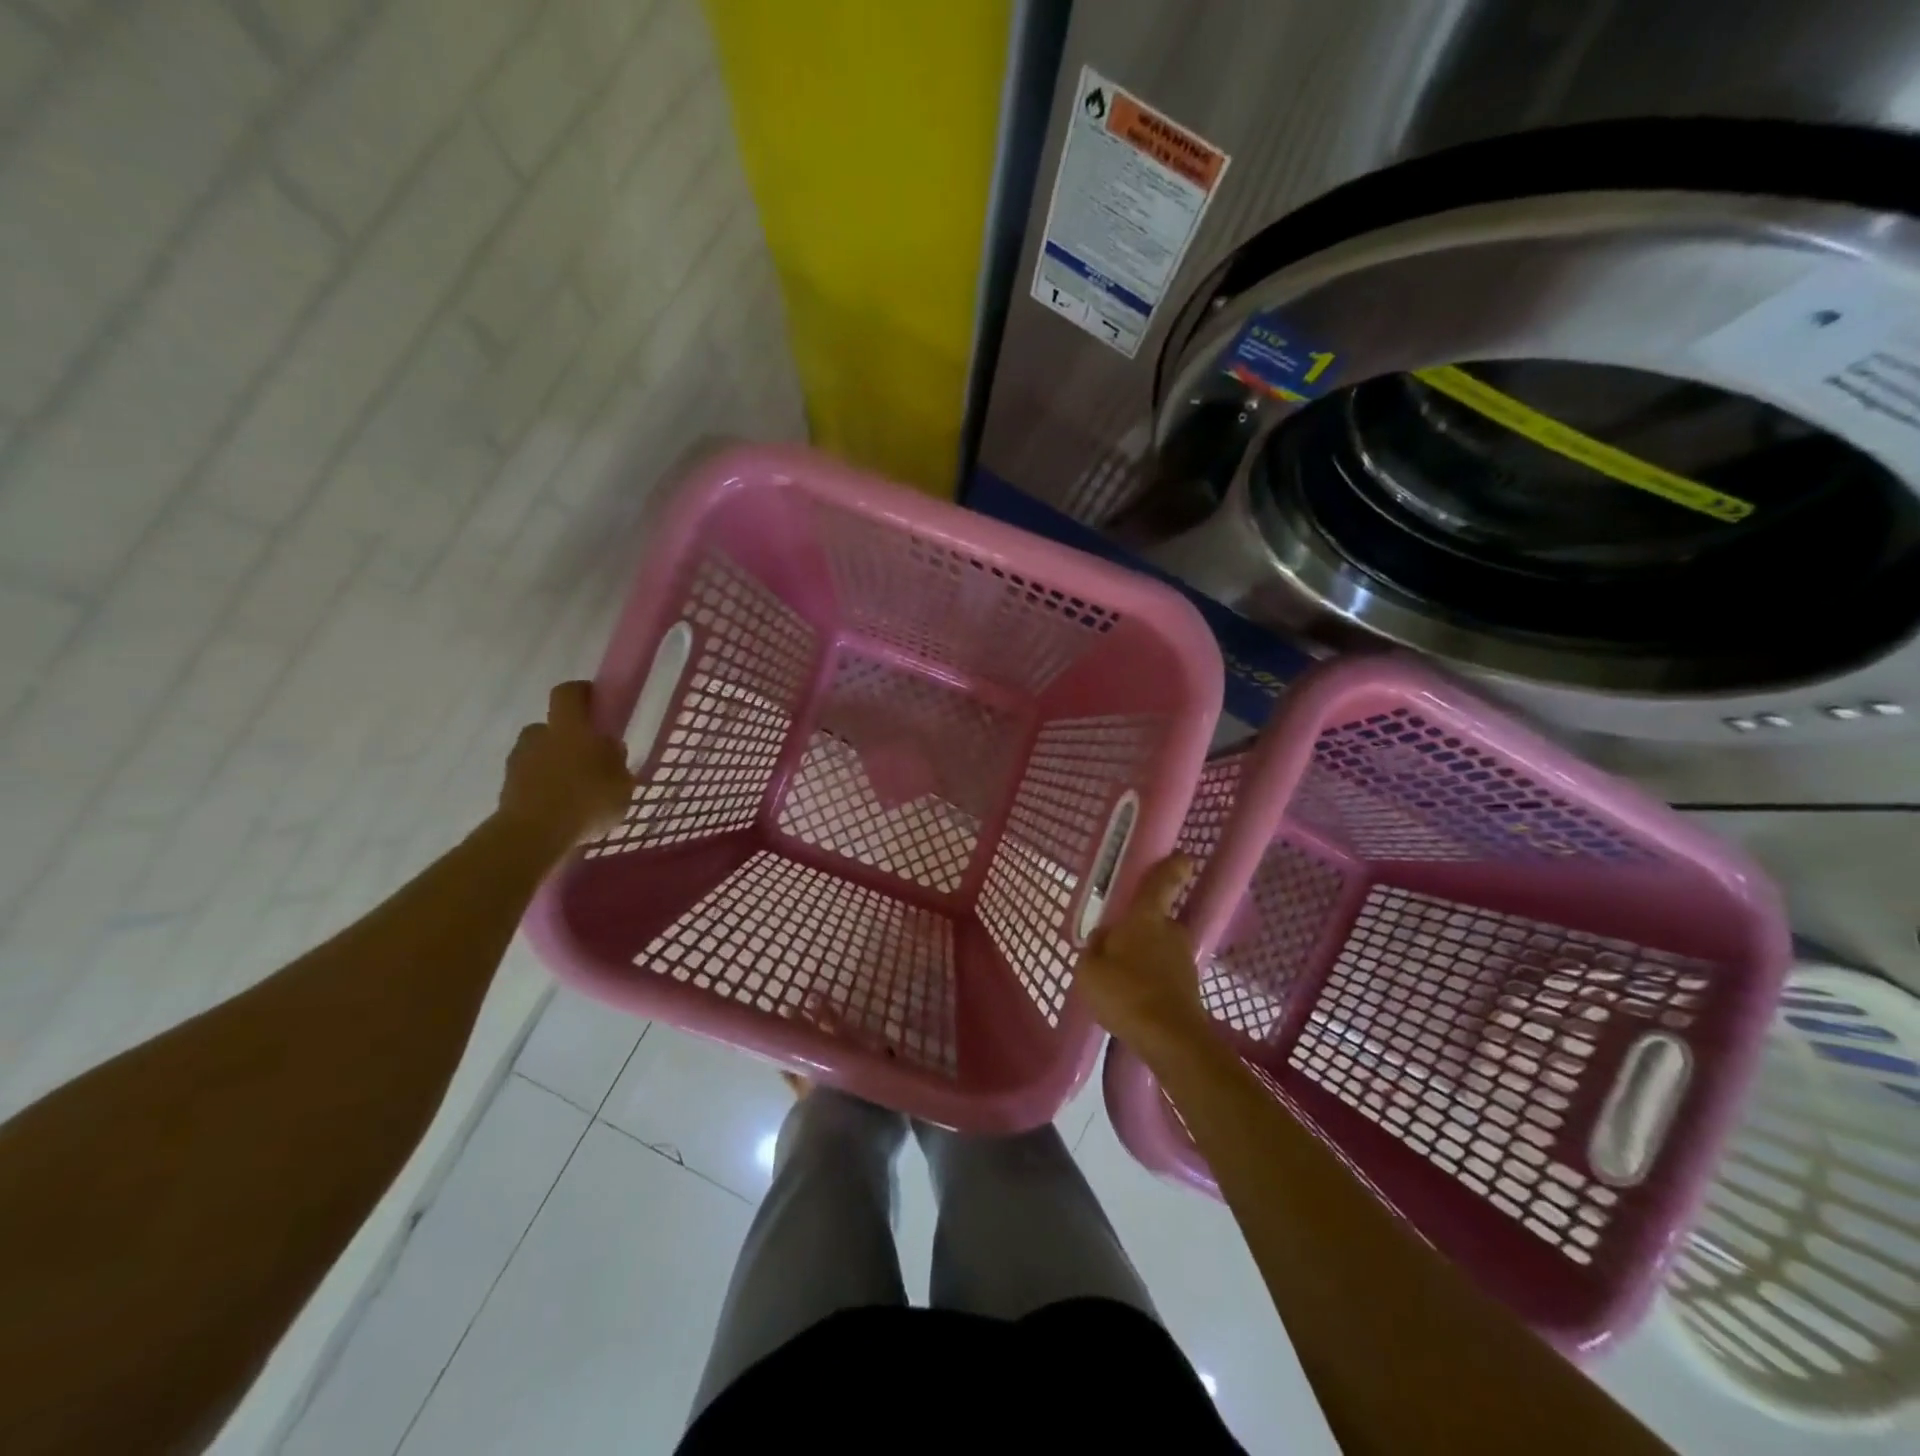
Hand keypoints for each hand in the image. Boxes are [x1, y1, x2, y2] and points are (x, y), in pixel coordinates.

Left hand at [496, 681, 634, 850]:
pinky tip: (560, 809)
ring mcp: (518, 763)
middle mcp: (540, 737)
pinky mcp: (506, 789)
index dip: (581, 692)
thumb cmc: (587, 800)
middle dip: (566, 738)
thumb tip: (608, 750)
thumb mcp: (623, 783)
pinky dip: (542, 788)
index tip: (595, 702)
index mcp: (570, 728)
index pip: (568, 693)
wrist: (534, 834)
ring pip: (538, 755)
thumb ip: (616, 763)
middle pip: (550, 727)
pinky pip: (529, 781)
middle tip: (586, 758)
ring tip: (573, 789)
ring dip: (552, 765)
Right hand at [1077, 855, 1213, 1062]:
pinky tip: (1134, 997)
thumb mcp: (1089, 969)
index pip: (1161, 883)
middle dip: (1143, 927)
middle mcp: (1170, 932)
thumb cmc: (1124, 992)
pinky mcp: (1189, 987)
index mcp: (1145, 918)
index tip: (1184, 857)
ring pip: (1162, 948)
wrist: (1169, 1039)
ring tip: (1122, 977)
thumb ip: (1093, 948)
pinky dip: (1152, 978)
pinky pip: (1165, 973)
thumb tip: (1103, 937)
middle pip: (1158, 920)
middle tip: (1120, 942)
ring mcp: (1184, 960)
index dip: (1173, 867)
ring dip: (1147, 955)